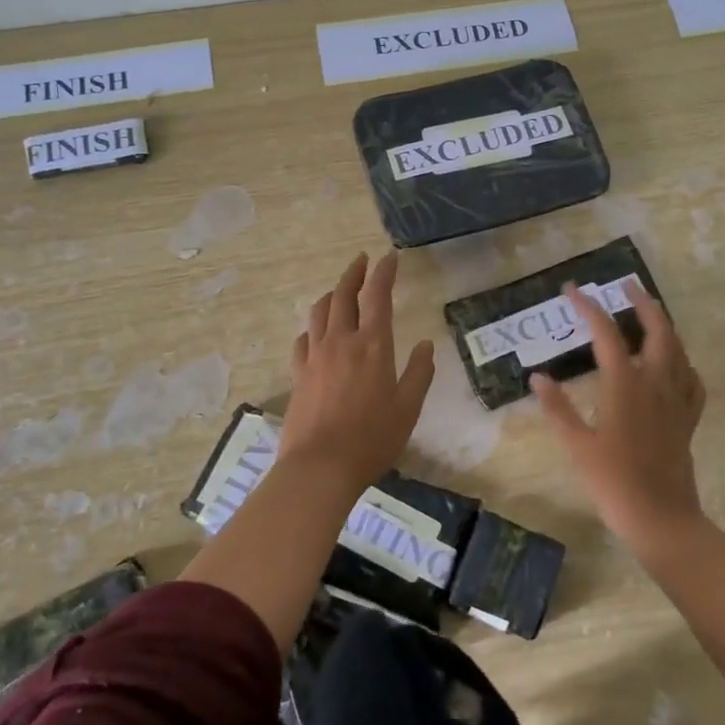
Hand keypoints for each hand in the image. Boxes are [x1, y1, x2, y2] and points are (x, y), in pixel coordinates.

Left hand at [282, 251, 436, 492]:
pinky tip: (316, 332)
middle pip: (343, 295)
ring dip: (331, 294)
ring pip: (319, 312)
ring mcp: (315, 356)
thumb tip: (425, 346)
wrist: (319, 467)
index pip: (378, 296)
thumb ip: (419, 373)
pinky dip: (313, 327)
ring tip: (339, 290)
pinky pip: (304, 339)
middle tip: (362, 261)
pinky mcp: (298, 374)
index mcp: (373, 345)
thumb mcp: (408, 409)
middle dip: (354, 273)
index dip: (384, 273)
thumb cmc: (372, 439)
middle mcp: (341, 341)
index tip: (389, 257)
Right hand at [531, 279, 707, 550]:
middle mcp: (655, 383)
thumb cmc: (613, 482)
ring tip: (650, 314)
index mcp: (625, 384)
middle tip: (627, 286)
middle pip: (656, 330)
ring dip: (663, 325)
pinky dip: (682, 362)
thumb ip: (557, 407)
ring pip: (677, 349)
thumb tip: (538, 376)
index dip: (588, 307)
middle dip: (642, 303)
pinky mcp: (688, 419)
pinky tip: (676, 364)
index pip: (605, 332)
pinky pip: (691, 380)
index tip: (571, 290)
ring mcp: (676, 400)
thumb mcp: (576, 445)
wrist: (661, 518)